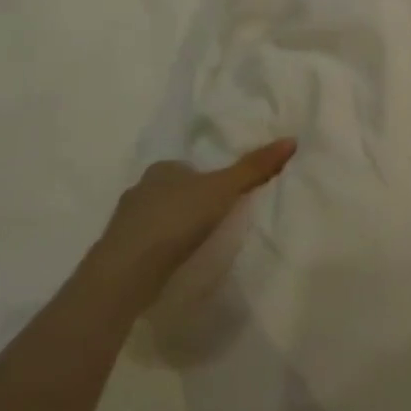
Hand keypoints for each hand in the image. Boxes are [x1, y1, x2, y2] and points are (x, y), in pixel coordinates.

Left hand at [90, 138, 295, 310]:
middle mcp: (140, 189)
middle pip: (172, 191)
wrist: (127, 271)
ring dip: (174, 226)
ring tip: (197, 242)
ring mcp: (125, 222)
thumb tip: (291, 139)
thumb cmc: (177, 220)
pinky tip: (175, 261)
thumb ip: (255, 167)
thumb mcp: (224, 189)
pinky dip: (161, 248)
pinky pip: (147, 243)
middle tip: (215, 219)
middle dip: (190, 202)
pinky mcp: (119, 251)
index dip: (207, 179)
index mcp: (163, 169)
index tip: (224, 195)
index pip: (188, 167)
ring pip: (157, 217)